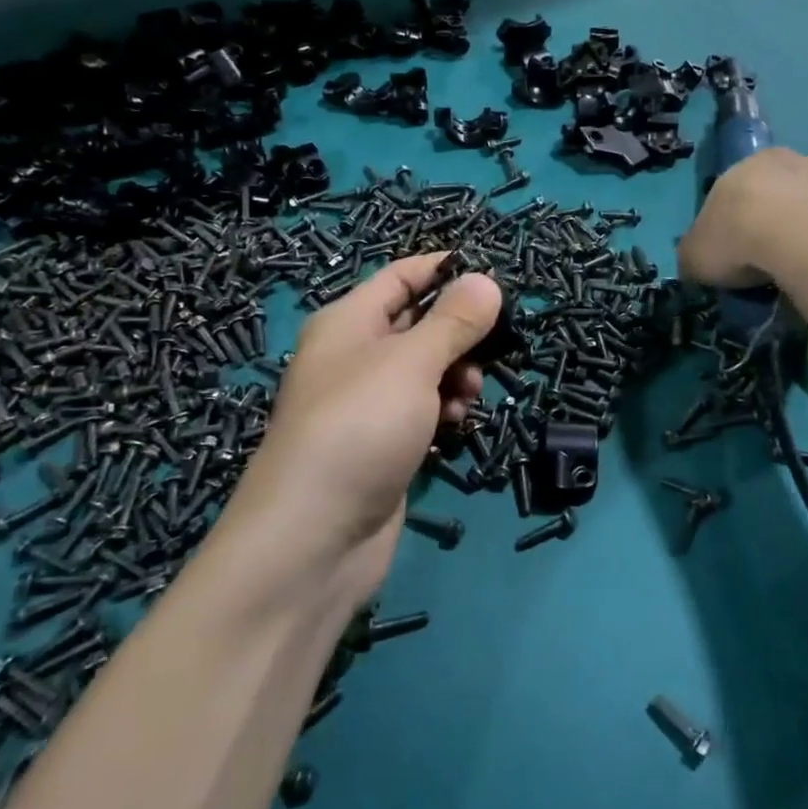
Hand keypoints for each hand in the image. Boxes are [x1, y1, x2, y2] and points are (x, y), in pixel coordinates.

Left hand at [221, 252, 500, 604]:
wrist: (313, 538)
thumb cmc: (360, 428)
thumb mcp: (412, 363)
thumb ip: (453, 321)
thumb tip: (485, 280)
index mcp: (348, 322)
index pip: (401, 277)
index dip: (445, 271)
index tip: (494, 277)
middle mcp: (353, 357)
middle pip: (417, 324)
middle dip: (458, 333)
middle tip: (492, 348)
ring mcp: (366, 405)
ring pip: (425, 371)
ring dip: (455, 376)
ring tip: (468, 395)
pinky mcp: (380, 445)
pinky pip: (420, 411)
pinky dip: (442, 411)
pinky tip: (454, 426)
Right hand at [679, 148, 807, 287]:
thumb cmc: (740, 238)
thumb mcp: (695, 255)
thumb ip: (694, 254)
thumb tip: (696, 261)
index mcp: (748, 164)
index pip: (734, 194)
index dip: (731, 227)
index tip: (732, 258)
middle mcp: (793, 161)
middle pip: (778, 194)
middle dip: (773, 223)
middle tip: (767, 264)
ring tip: (803, 271)